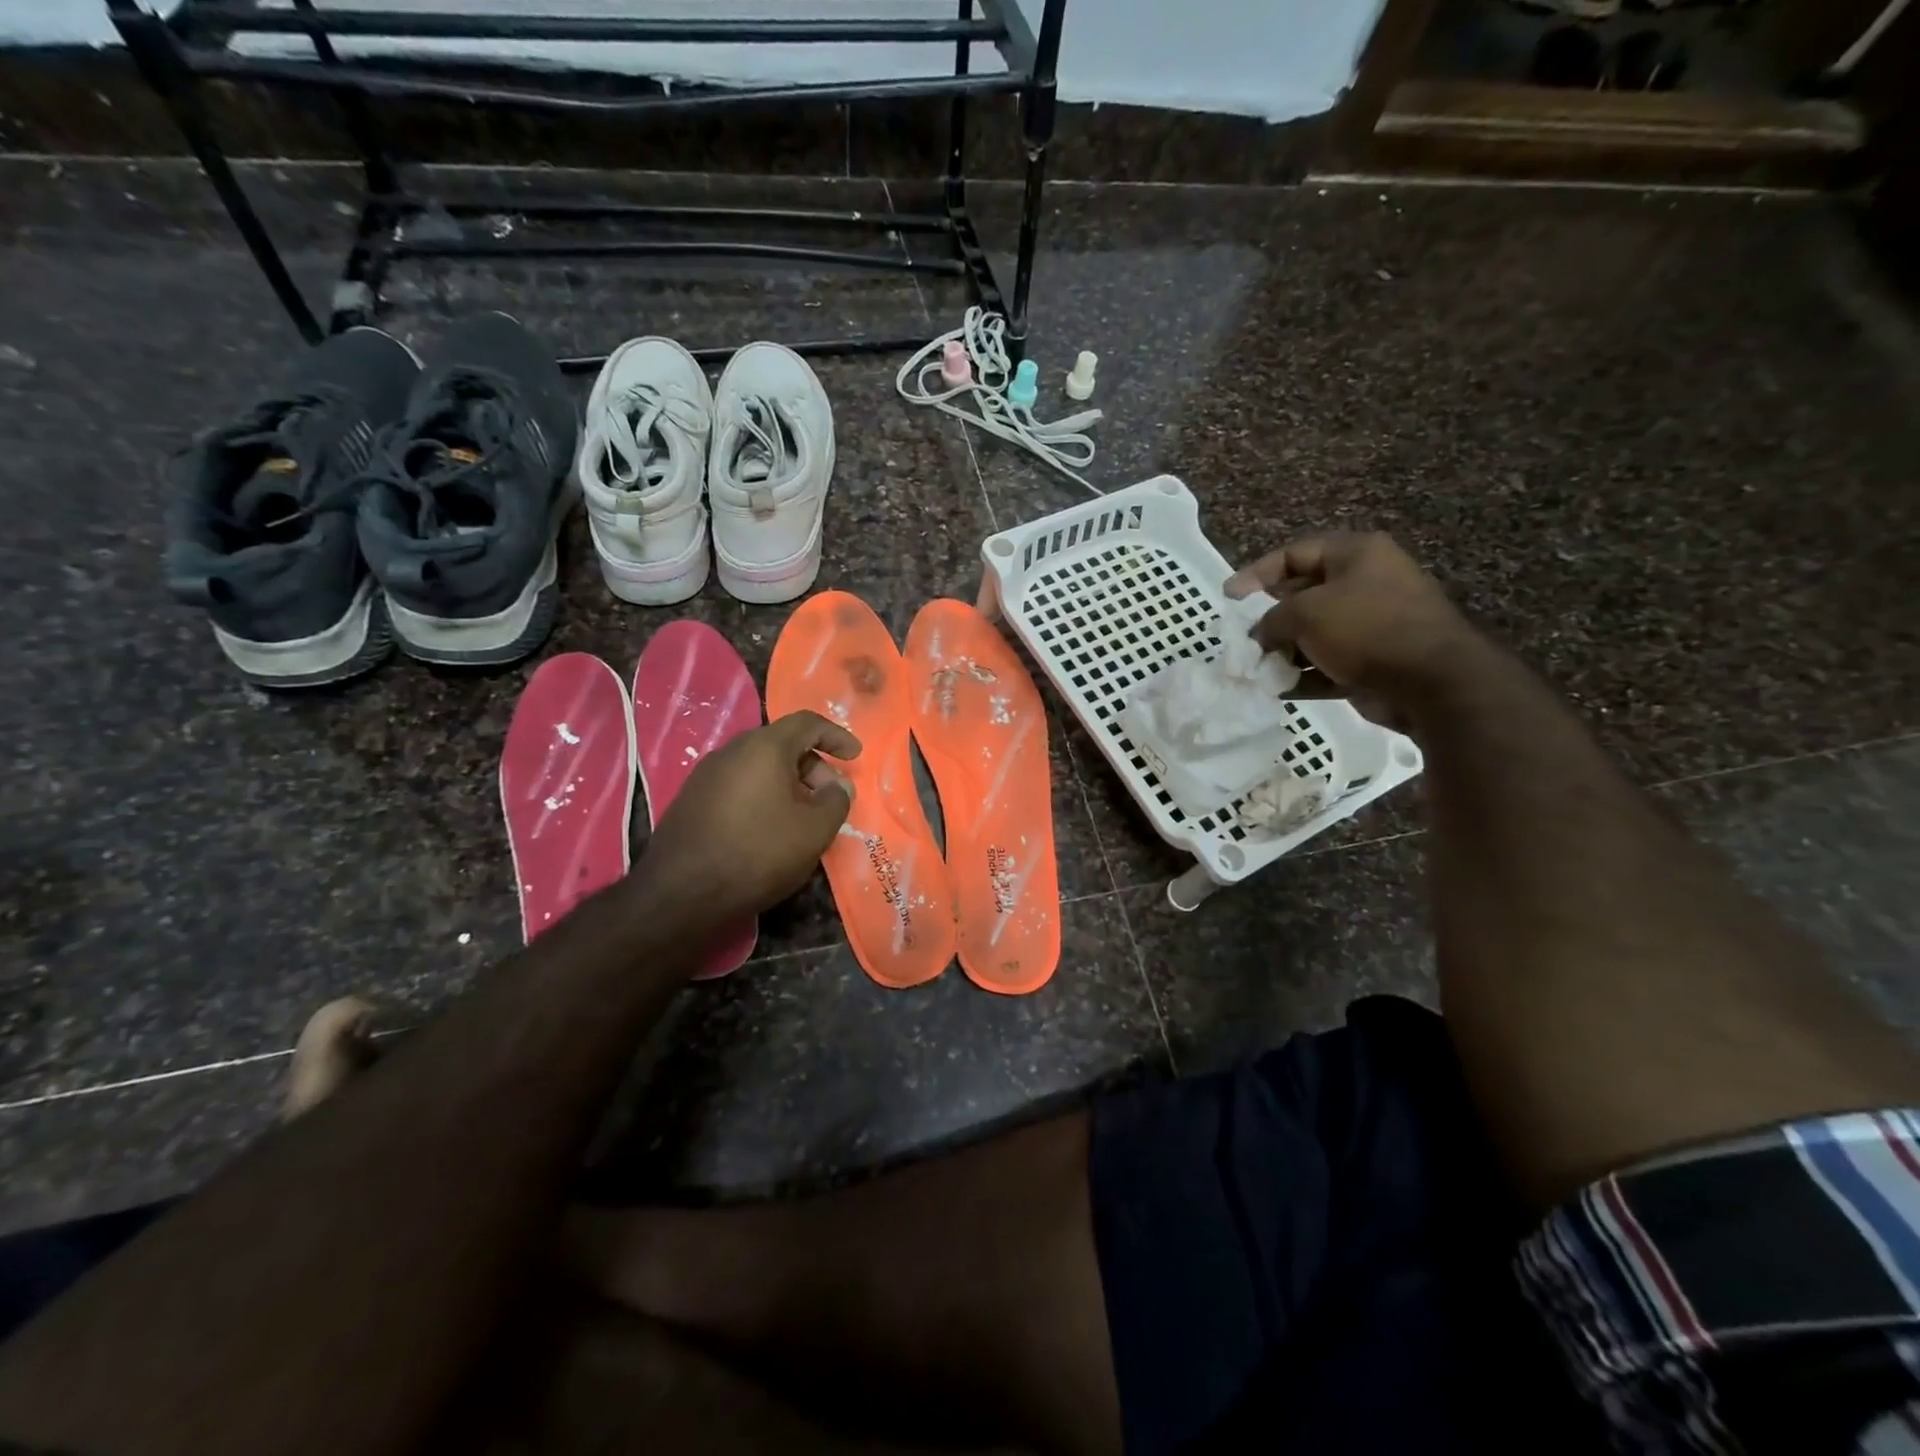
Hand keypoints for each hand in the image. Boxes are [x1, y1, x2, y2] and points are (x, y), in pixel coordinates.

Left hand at [642, 711, 860, 920]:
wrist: (681, 892)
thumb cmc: (758, 852)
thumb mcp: (814, 830)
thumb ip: (836, 801)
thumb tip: (837, 788)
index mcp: (764, 747)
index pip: (807, 723)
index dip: (836, 736)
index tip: (855, 756)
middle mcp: (732, 750)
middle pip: (782, 744)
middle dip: (814, 766)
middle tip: (830, 797)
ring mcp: (707, 774)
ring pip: (759, 766)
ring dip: (789, 783)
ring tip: (803, 817)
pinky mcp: (693, 799)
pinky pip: (740, 784)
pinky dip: (764, 795)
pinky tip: (770, 828)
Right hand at [1224, 532, 1477, 713]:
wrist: (1432, 682)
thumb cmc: (1366, 629)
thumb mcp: (1305, 613)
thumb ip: (1271, 619)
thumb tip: (1260, 635)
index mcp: (1357, 555)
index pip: (1294, 553)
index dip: (1256, 573)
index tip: (1229, 598)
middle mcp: (1366, 583)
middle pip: (1304, 594)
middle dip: (1269, 618)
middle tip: (1243, 637)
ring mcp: (1373, 624)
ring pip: (1315, 633)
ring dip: (1284, 651)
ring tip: (1258, 667)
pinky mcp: (1374, 661)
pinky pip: (1328, 664)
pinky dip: (1303, 675)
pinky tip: (1278, 688)